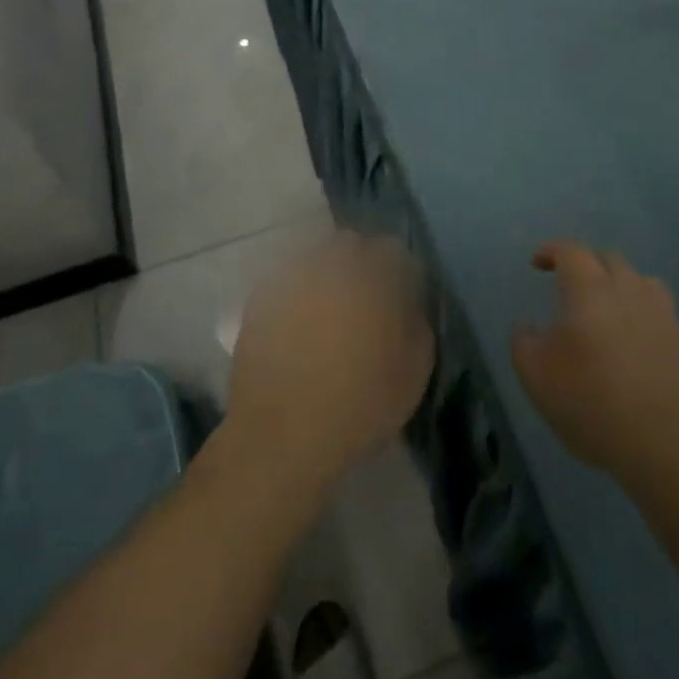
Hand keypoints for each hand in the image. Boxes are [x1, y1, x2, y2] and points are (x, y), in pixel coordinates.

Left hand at [226, 231, 434, 494]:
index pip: (393, 249)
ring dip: (326, 276)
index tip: (401, 296)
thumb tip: (408, 303)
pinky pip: (286, 282)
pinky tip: (298, 325)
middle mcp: (330, 263)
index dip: (399, 272)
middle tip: (364, 301)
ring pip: (315, 259)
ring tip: (328, 313)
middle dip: (360, 264)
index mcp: (372, 274)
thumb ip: (417, 322)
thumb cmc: (359, 403)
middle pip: (350, 245)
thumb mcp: (414, 370)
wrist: (283, 434)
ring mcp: (291, 276)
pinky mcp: (260, 297)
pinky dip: (296, 294)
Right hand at [512, 241, 678, 491]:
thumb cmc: (594, 403)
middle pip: (609, 259)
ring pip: (641, 282)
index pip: (571, 251)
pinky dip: (644, 316)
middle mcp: (630, 290)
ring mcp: (664, 315)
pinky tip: (638, 342)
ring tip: (607, 307)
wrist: (672, 447)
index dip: (552, 251)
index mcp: (591, 290)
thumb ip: (523, 344)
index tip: (537, 262)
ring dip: (620, 284)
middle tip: (568, 282)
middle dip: (586, 263)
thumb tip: (527, 327)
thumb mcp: (537, 378)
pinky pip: (662, 314)